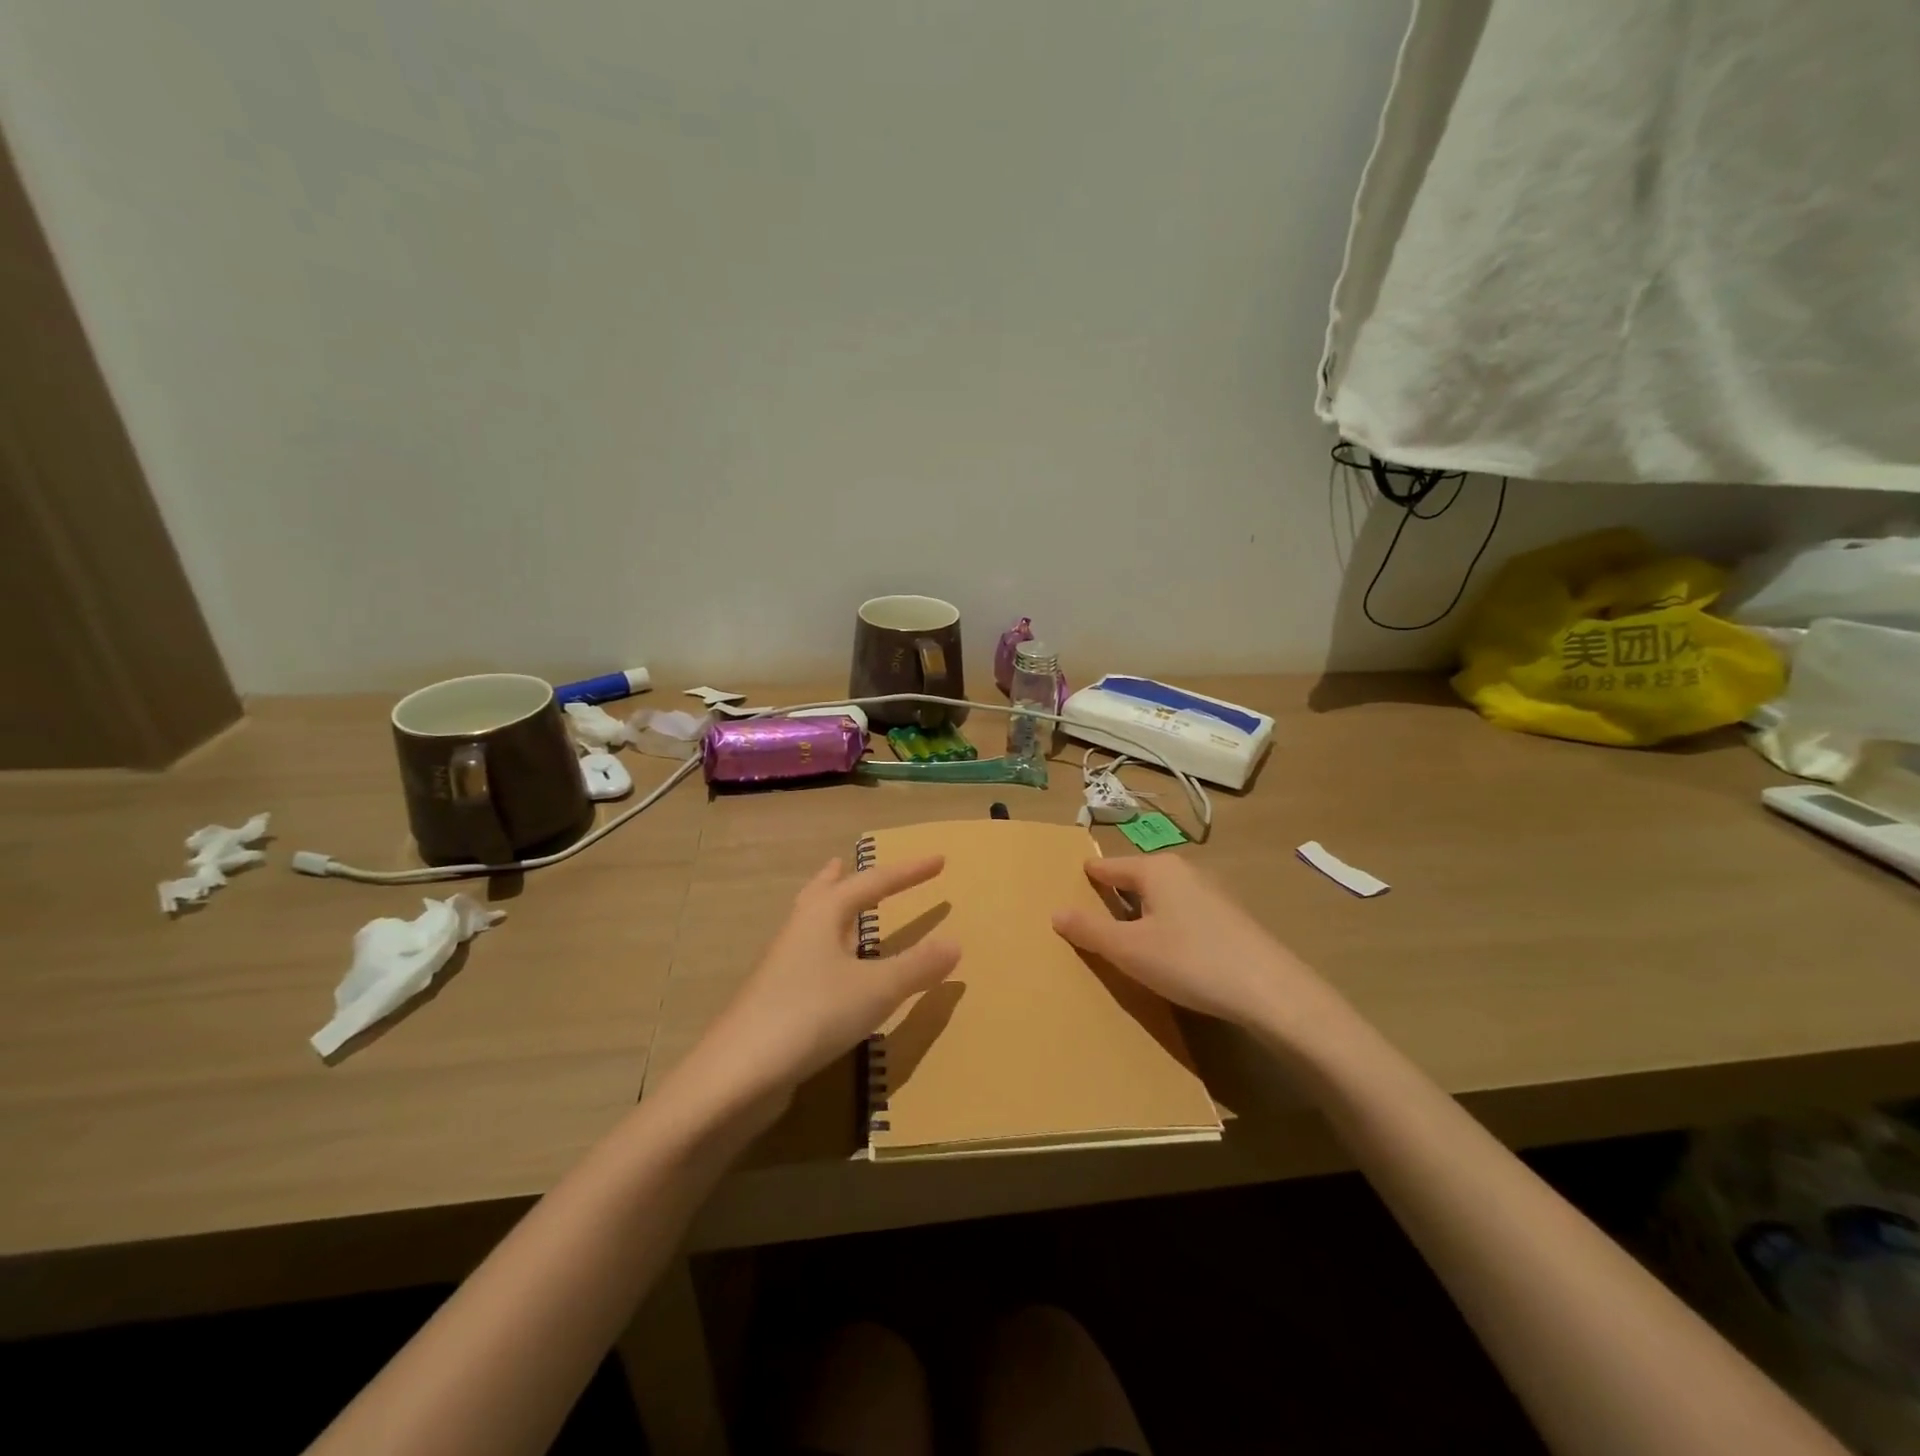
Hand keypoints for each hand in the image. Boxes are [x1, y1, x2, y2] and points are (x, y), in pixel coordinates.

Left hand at [676, 856, 960, 1113]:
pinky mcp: (776, 999)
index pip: (873, 882)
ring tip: (837, 907)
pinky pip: (807, 959)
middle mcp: (800, 931)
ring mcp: (782, 966)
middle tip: (845, 861)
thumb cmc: (812, 1014)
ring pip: (810, 925)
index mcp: (824, 915)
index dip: (909, 871)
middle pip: (822, 893)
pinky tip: (833, 974)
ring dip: (827, 911)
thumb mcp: (876, 989)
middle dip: (840, 878)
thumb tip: (956, 942)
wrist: (739, 1073)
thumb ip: (917, 965)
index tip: (939, 859)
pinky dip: (826, 950)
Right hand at [1051, 855, 1344, 1037]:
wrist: (1272, 992)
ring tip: (1125, 942)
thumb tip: (1056, 912)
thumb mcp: (1129, 950)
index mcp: (1155, 869)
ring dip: (1141, 914)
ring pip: (1161, 897)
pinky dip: (1166, 926)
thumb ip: (1090, 930)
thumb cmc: (1190, 961)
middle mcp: (1184, 870)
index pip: (1107, 866)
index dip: (1086, 878)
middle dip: (1113, 897)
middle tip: (1090, 922)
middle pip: (1135, 879)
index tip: (1066, 889)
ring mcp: (1211, 892)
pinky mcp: (1230, 917)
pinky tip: (1168, 954)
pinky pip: (1182, 913)